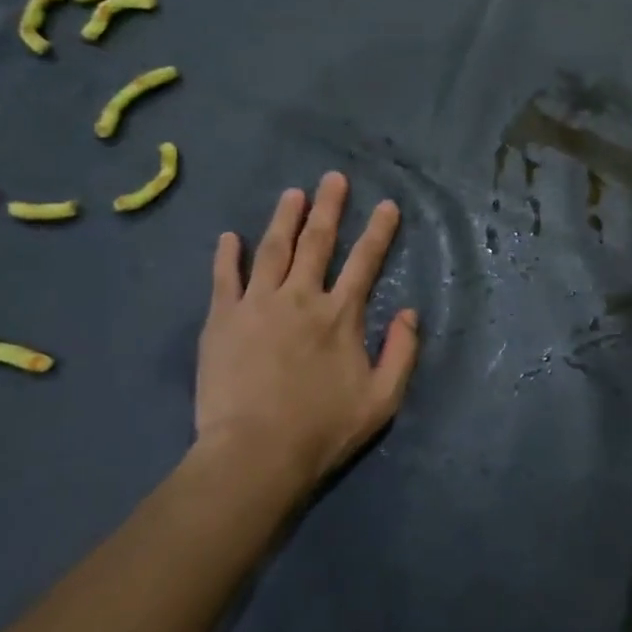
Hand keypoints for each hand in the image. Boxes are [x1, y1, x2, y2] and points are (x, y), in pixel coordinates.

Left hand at [191, 172, 419, 503]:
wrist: (254, 454)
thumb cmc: (323, 428)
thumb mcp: (383, 398)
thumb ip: (402, 351)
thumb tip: (411, 312)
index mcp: (340, 315)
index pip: (365, 261)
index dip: (378, 231)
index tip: (386, 205)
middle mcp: (301, 298)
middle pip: (317, 243)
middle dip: (329, 208)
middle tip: (333, 178)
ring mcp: (257, 305)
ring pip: (273, 250)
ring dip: (284, 219)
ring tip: (293, 193)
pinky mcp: (221, 320)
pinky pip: (224, 278)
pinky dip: (228, 255)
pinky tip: (230, 236)